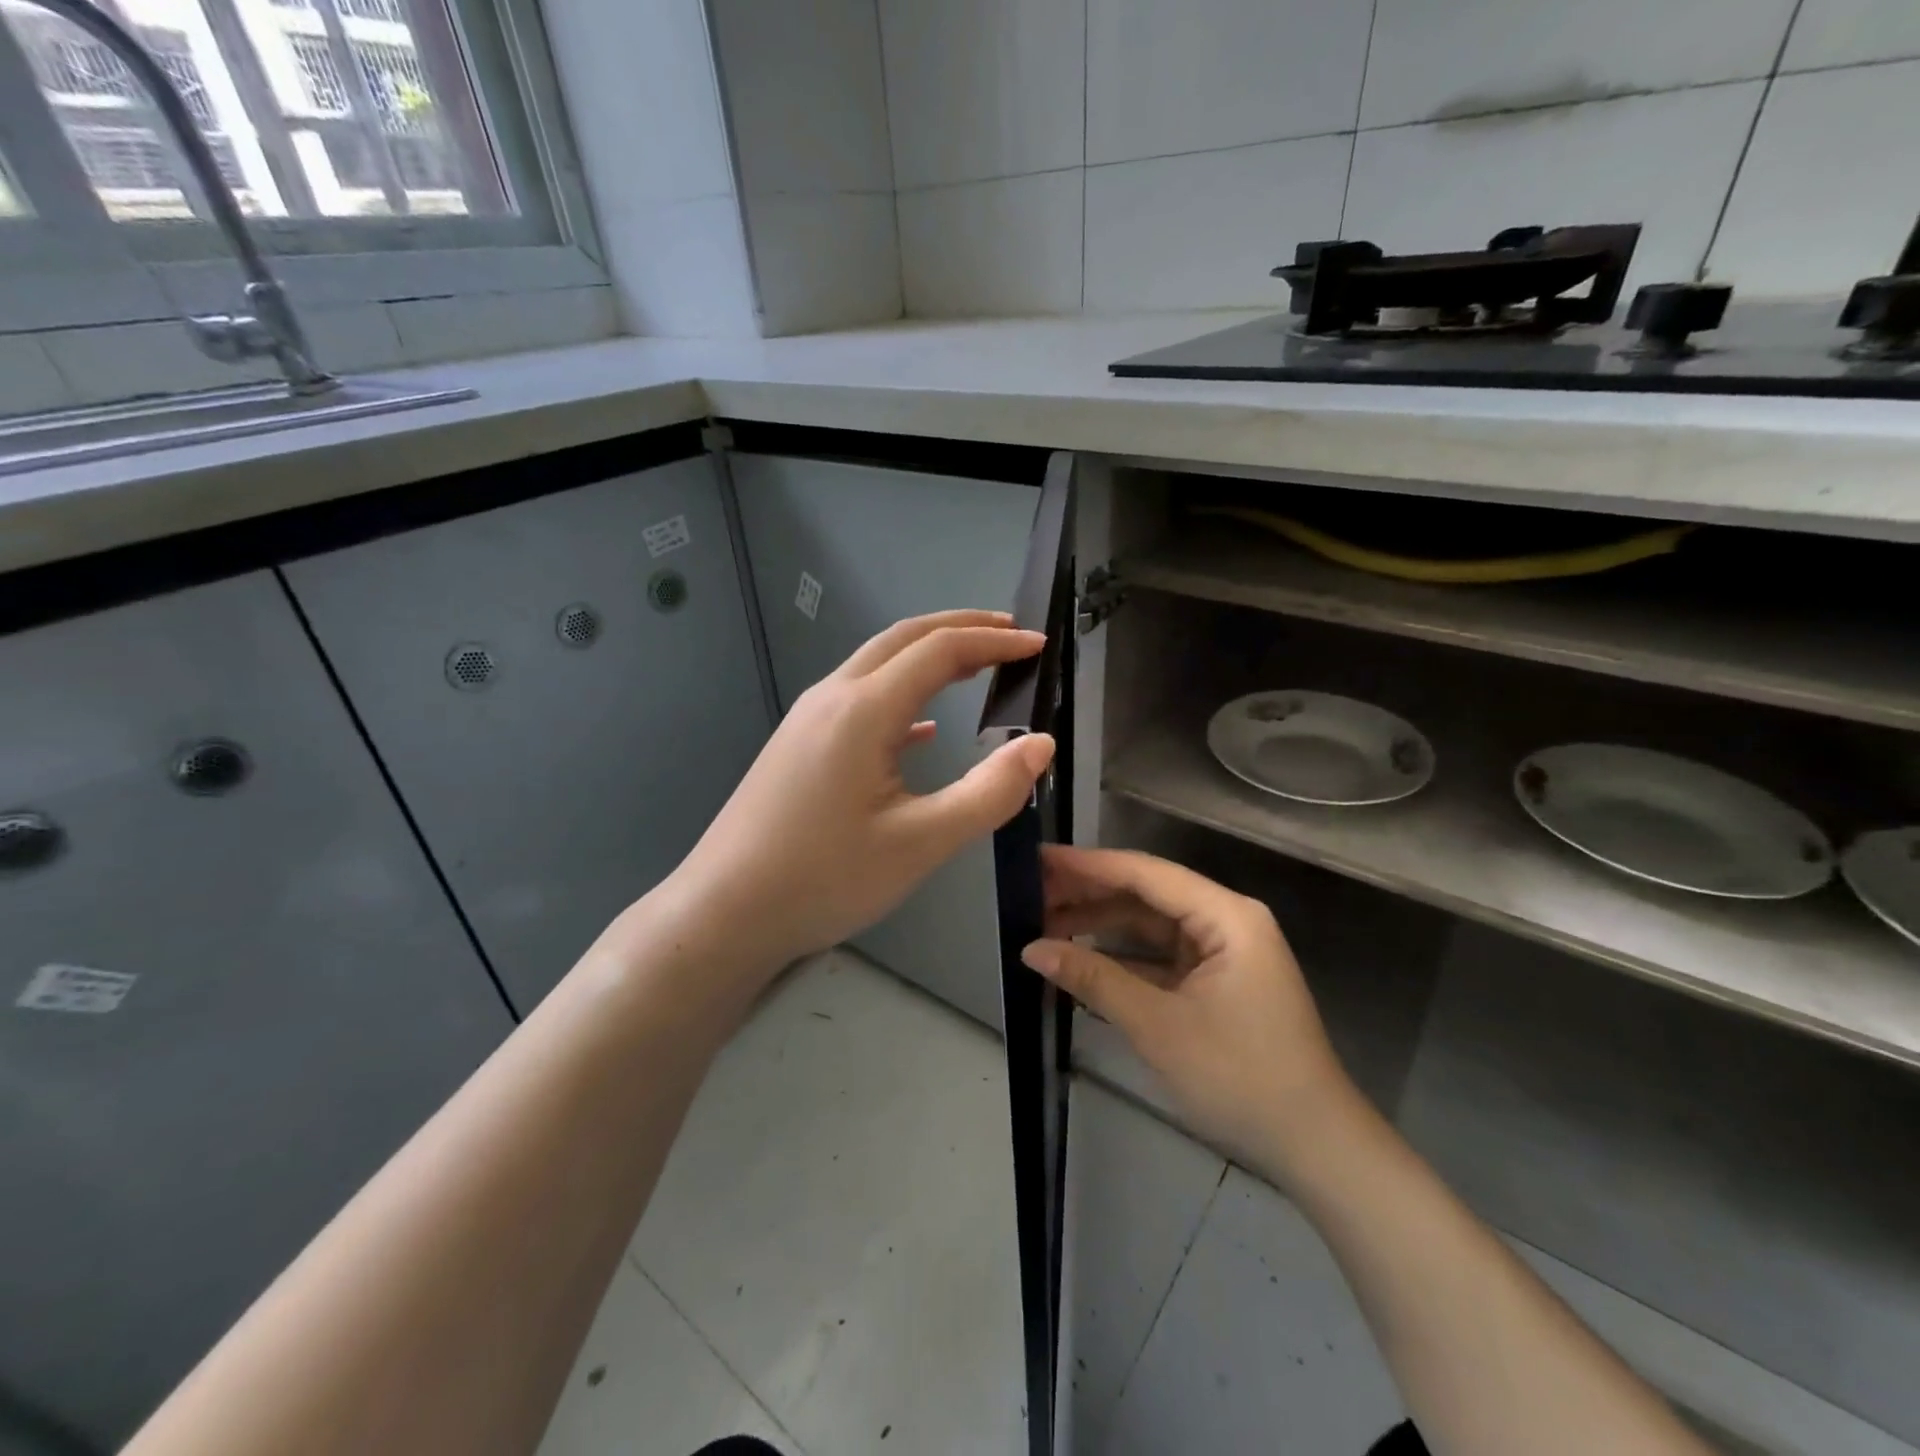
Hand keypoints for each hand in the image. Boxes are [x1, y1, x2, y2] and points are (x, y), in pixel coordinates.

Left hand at [672, 610, 1054, 970]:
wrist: (724, 912)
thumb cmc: (824, 878)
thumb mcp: (920, 843)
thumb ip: (988, 793)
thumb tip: (1041, 744)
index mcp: (864, 710)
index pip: (940, 651)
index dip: (994, 642)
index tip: (1039, 646)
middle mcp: (832, 697)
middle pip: (904, 639)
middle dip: (961, 628)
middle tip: (1012, 635)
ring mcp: (808, 719)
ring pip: (877, 664)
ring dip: (929, 655)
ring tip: (976, 666)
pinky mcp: (797, 745)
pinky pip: (858, 699)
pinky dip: (901, 694)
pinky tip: (921, 730)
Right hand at [1022, 846, 1352, 1172]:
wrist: (1314, 1148)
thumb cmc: (1240, 1077)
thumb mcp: (1158, 1026)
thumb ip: (1094, 979)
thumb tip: (1031, 949)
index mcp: (1226, 916)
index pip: (1146, 874)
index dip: (1088, 865)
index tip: (1038, 859)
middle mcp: (1227, 922)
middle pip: (1147, 894)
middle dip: (1090, 895)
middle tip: (1031, 895)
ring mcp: (1223, 953)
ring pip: (1151, 925)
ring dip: (1102, 926)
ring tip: (1045, 925)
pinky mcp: (1216, 982)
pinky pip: (1160, 956)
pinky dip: (1123, 958)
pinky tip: (1081, 960)